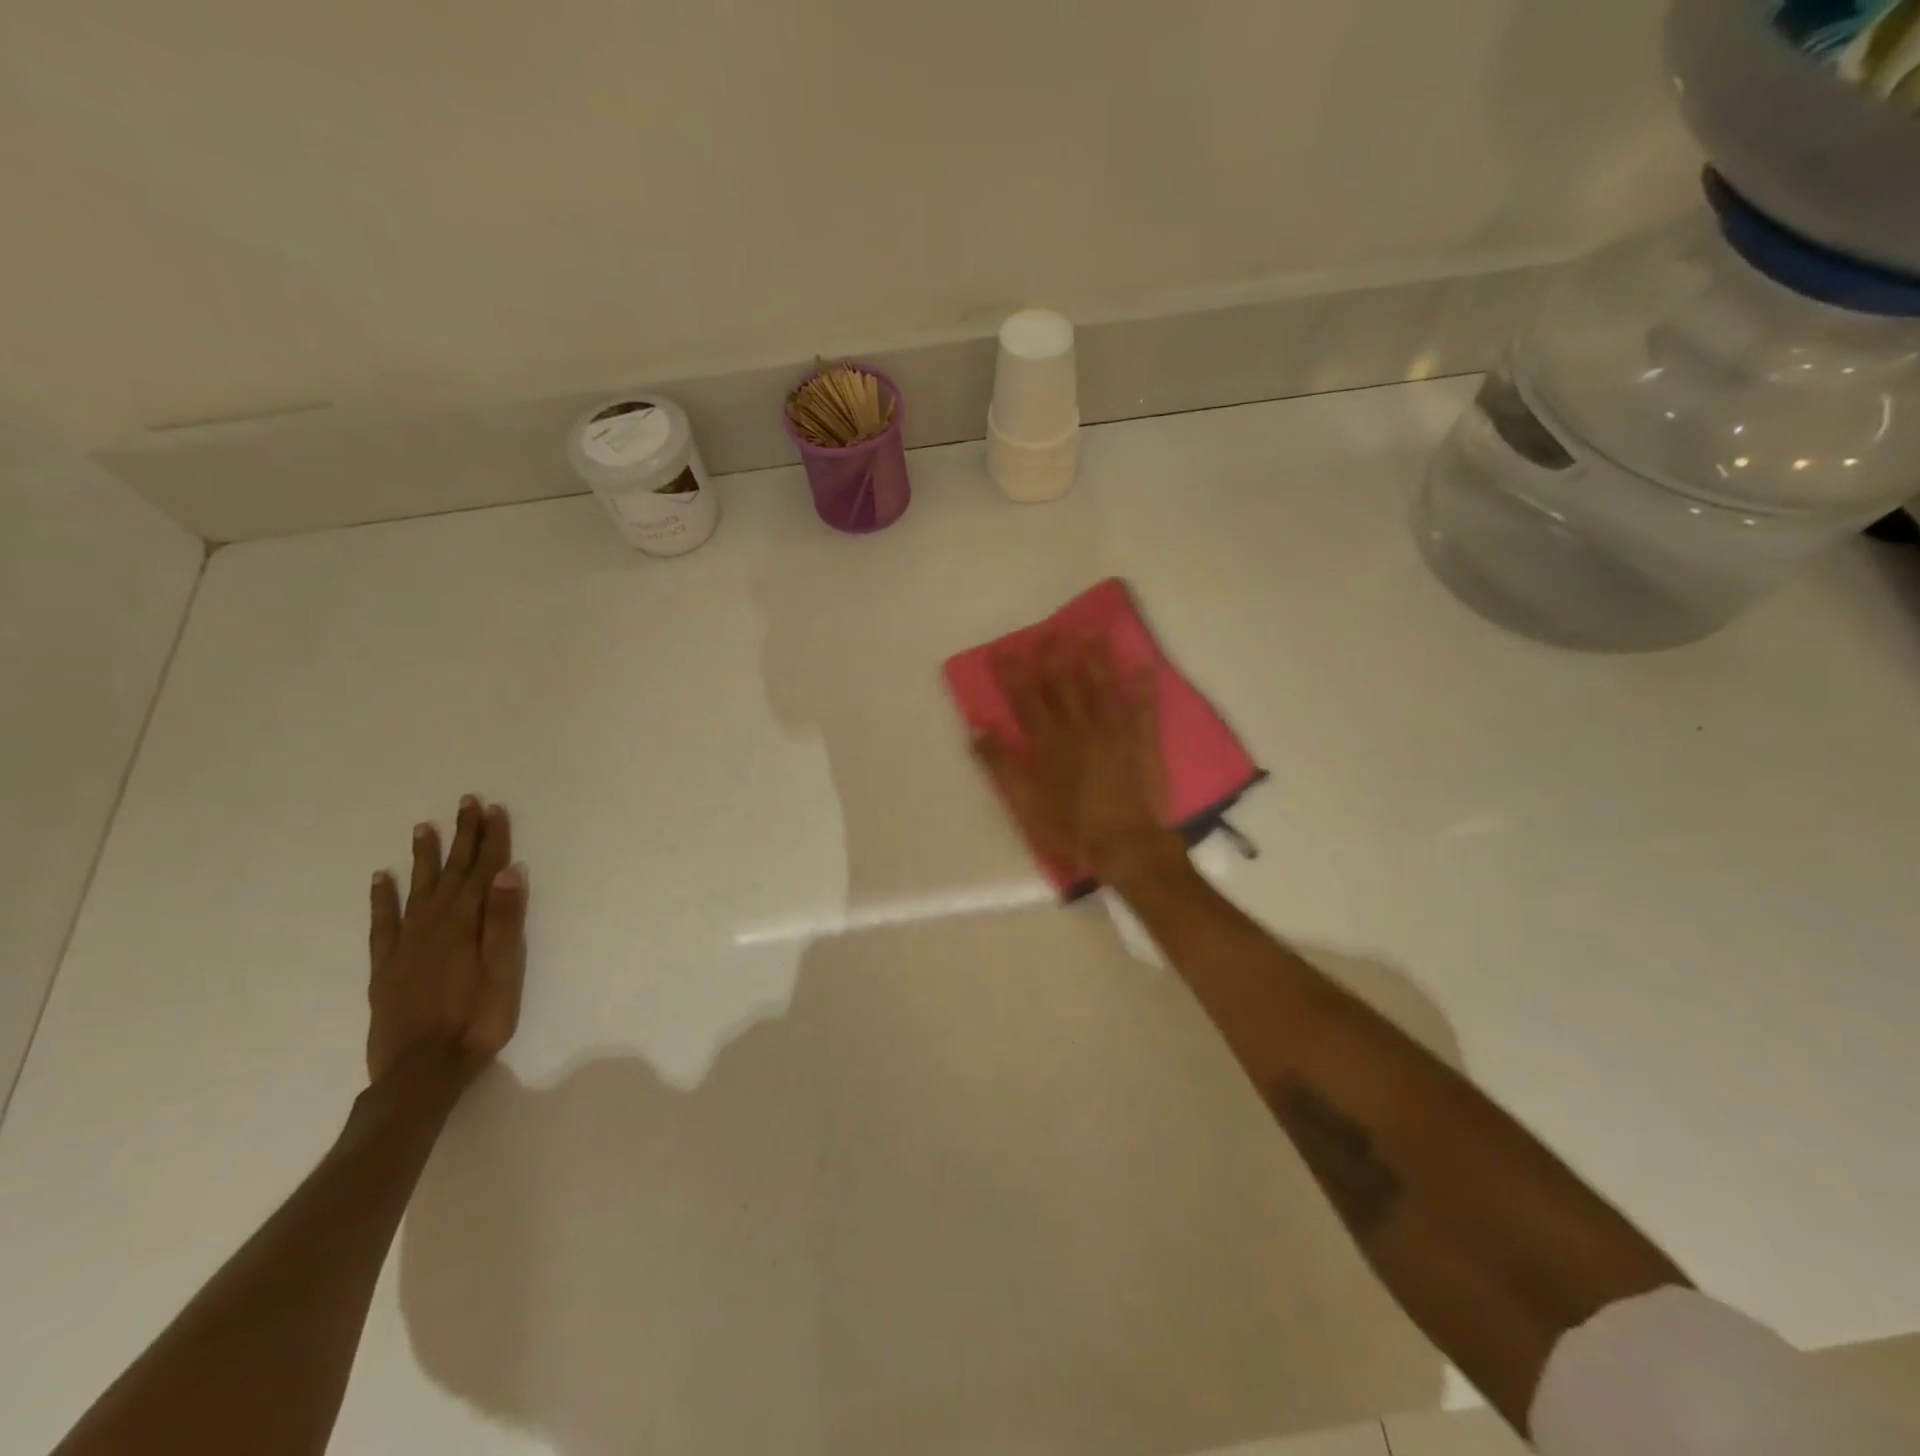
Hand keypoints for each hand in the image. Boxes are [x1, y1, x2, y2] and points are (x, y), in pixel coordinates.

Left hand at [367, 795, 528, 1083]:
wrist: (421, 1072)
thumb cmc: (477, 1020)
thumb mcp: (504, 971)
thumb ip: (505, 920)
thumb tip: (510, 871)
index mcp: (465, 924)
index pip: (482, 871)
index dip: (490, 839)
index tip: (494, 809)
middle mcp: (433, 925)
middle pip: (452, 872)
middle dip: (462, 836)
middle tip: (467, 803)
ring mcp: (405, 944)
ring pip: (418, 888)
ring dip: (425, 857)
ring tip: (425, 827)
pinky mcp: (386, 966)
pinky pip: (383, 922)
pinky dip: (382, 897)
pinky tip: (381, 878)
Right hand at [971, 636, 1180, 882]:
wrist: (1124, 844)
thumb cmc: (1069, 827)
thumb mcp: (1023, 802)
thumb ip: (1000, 764)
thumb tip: (977, 729)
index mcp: (1048, 741)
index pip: (1025, 698)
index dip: (1014, 673)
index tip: (1004, 650)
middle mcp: (1079, 726)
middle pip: (1063, 683)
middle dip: (1054, 655)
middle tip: (1049, 631)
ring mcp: (1113, 730)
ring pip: (1101, 685)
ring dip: (1094, 658)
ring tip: (1090, 633)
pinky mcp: (1142, 740)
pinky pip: (1144, 707)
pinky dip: (1144, 686)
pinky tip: (1144, 665)